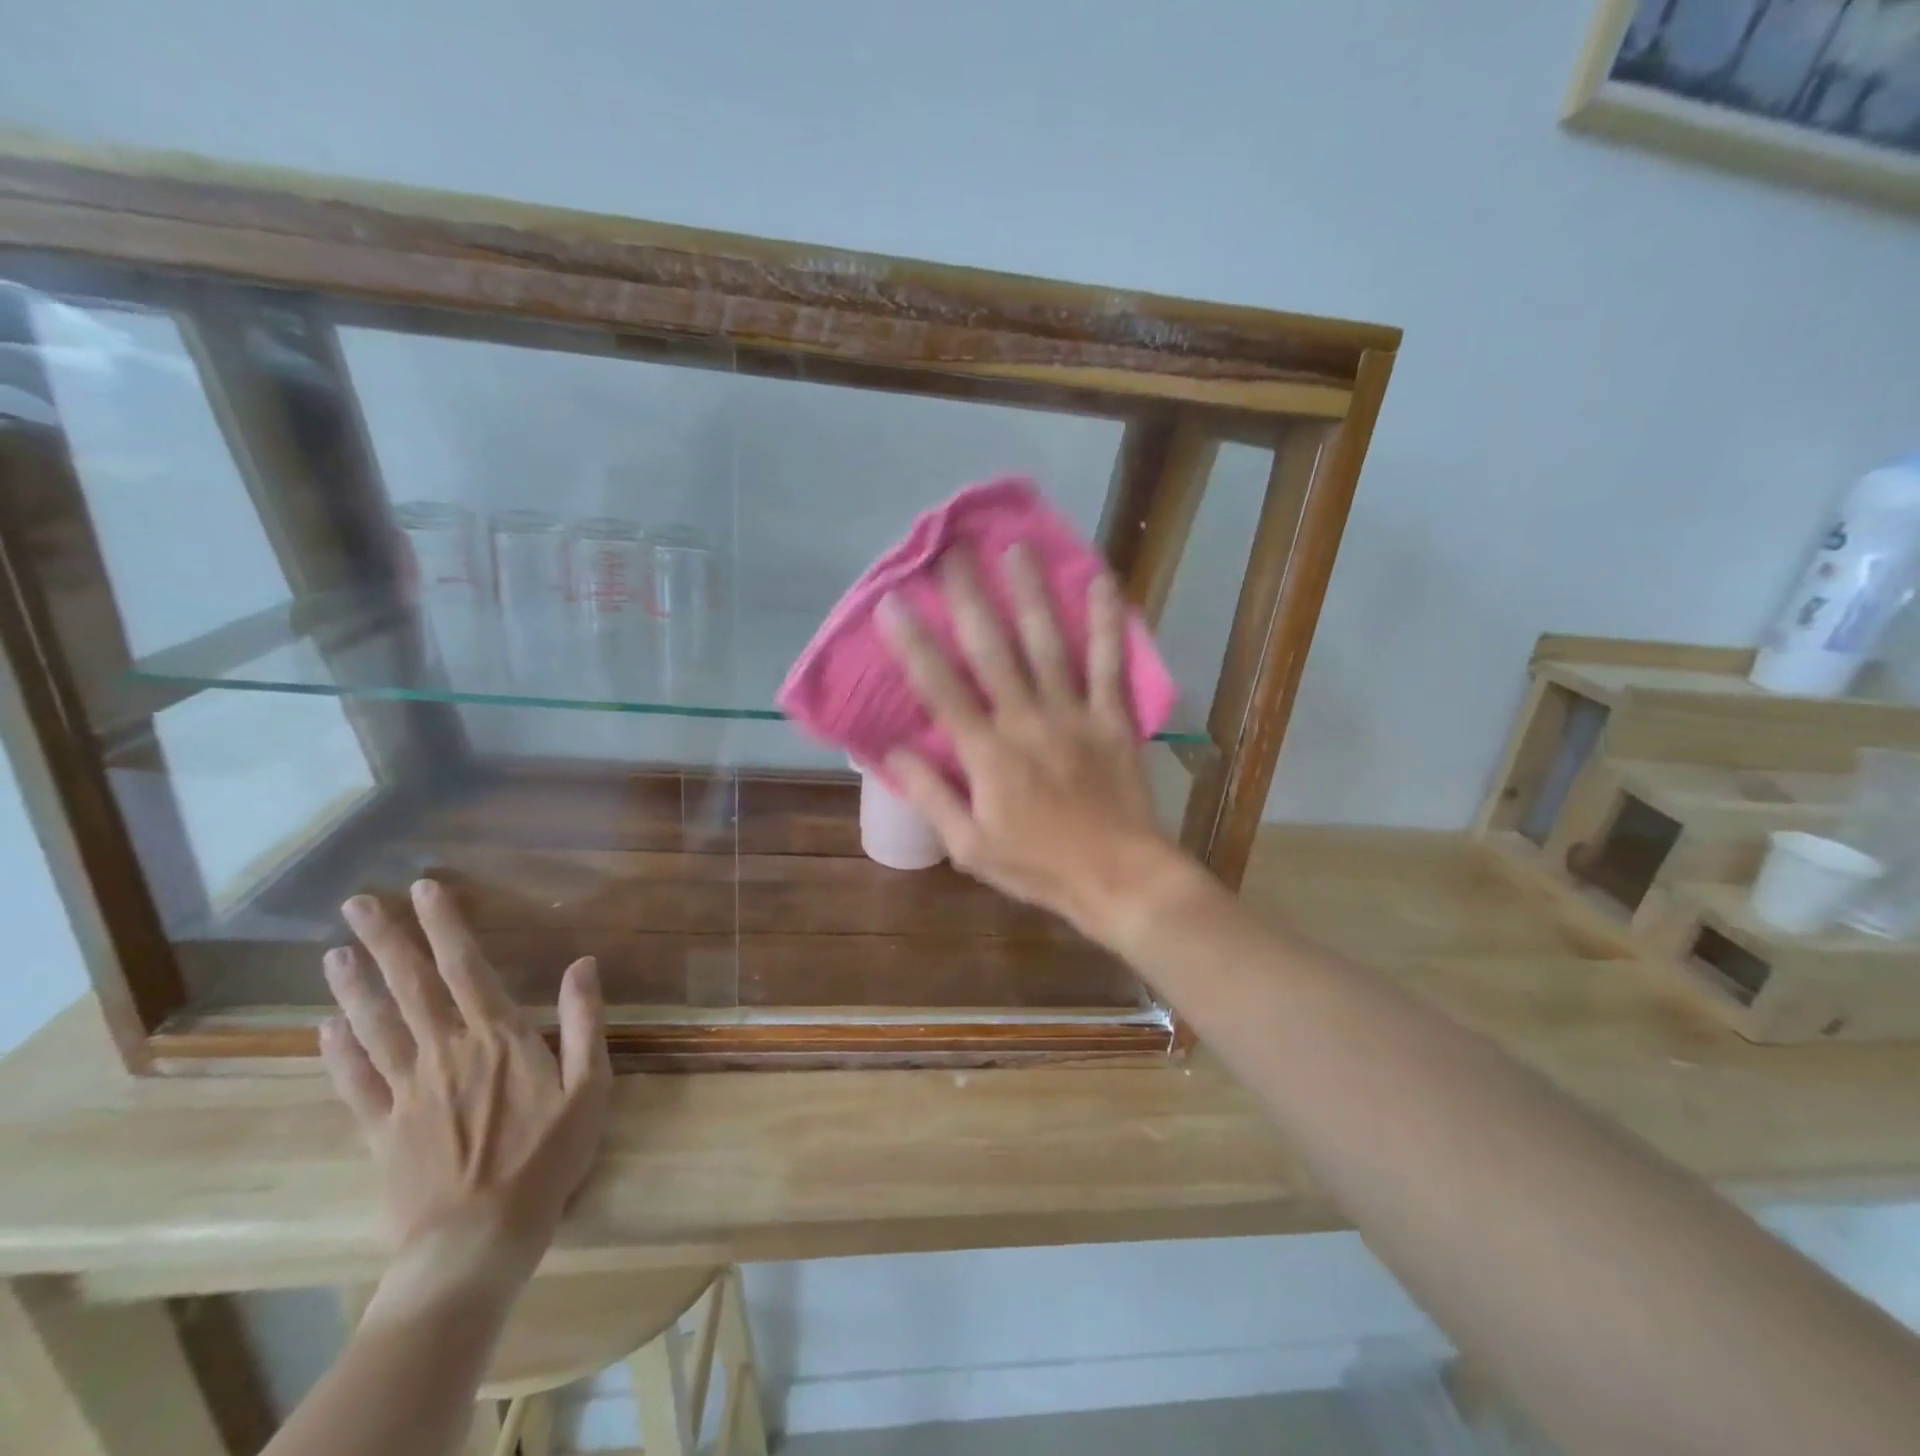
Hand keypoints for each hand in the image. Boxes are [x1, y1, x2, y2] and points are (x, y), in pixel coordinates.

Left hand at [321, 880, 609, 1315]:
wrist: (478, 1238)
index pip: (465, 967)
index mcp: (498, 1036)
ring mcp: (406, 1090)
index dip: (445, 925)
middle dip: (385, 941)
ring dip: (353, 986)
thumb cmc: (547, 1156)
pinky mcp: (381, 1129)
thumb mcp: (591, 1086)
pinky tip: (323, 1027)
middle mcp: (445, 1050)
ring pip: (374, 1026)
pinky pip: (354, 1082)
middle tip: (357, 903)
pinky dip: (337, 1051)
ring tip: (334, 951)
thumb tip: (583, 963)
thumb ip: (587, 1021)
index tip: (425, 888)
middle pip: (410, 987)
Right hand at [877, 545, 1198, 943]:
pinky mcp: (1112, 719)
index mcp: (988, 754)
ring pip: (1048, 644)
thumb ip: (931, 795)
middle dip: (969, 598)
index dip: (914, 644)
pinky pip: (1110, 664)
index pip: (942, 689)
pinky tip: (1102, 582)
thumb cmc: (1038, 866)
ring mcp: (1074, 715)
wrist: (1118, 878)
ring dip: (1031, 594)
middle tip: (952, 550)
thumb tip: (893, 750)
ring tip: (1016, 547)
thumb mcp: (969, 846)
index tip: (894, 601)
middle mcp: (1027, 721)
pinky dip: (1108, 623)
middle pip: (992, 651)